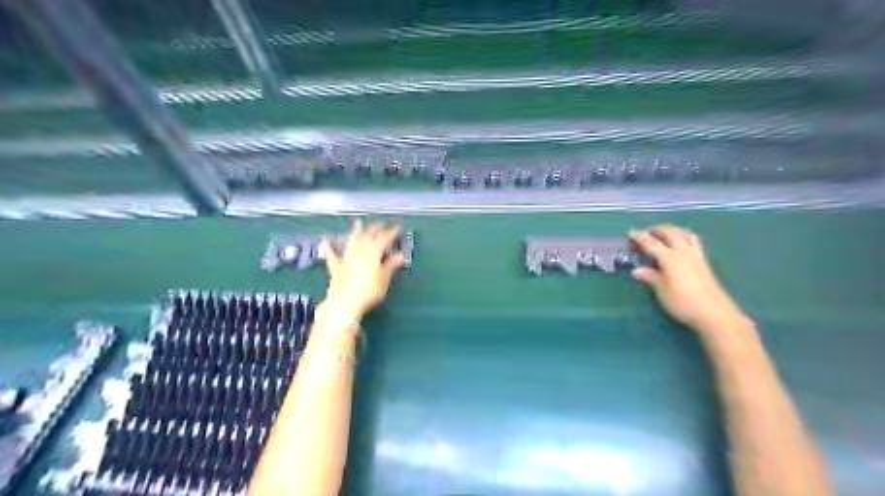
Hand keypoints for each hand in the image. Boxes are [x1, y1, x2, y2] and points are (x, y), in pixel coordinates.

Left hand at [318, 220, 406, 316]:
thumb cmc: (368, 292)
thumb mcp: (384, 279)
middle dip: (375, 229)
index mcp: (373, 253)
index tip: (397, 228)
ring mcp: (346, 258)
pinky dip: (329, 246)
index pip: (384, 238)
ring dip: (356, 232)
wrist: (345, 303)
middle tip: (381, 225)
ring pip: (352, 241)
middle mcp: (359, 251)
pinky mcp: (336, 267)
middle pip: (368, 236)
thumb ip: (391, 265)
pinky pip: (331, 254)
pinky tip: (325, 239)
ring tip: (358, 223)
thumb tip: (401, 255)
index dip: (391, 233)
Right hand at [629, 227, 745, 334]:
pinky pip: (693, 241)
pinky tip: (681, 243)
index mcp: (669, 257)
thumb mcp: (662, 291)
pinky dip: (684, 236)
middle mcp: (683, 252)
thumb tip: (637, 270)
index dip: (640, 237)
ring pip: (684, 234)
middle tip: (646, 232)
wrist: (714, 313)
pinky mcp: (704, 261)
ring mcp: (696, 255)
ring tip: (664, 233)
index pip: (651, 243)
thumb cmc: (682, 302)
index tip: (631, 232)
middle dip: (657, 229)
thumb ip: (650, 277)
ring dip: (673, 230)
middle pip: (670, 232)